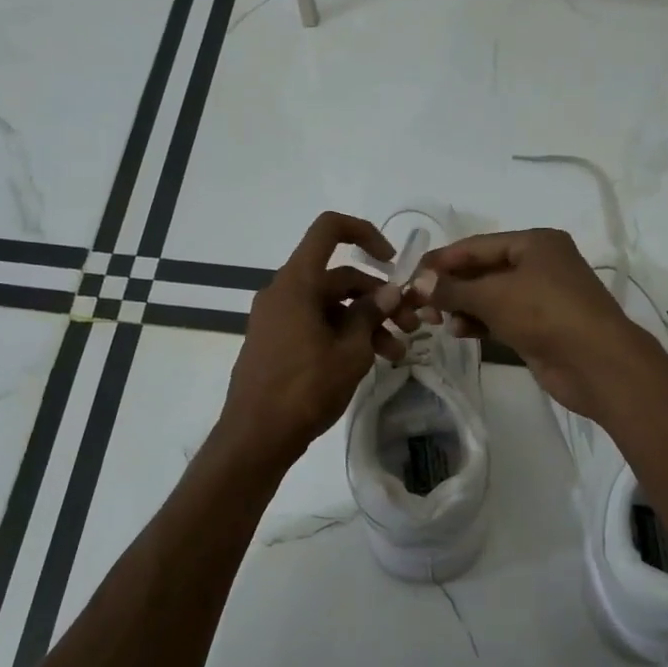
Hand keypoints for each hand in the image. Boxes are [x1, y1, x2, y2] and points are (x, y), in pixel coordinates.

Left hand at [218, 212, 415, 461]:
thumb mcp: (350, 352)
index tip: (392, 262)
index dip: (365, 233)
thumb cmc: (305, 389)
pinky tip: (372, 360)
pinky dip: (344, 334)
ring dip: (366, 322)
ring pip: (331, 305)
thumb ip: (371, 315)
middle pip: (338, 276)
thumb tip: (389, 292)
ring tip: (398, 353)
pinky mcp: (277, 341)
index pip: (329, 230)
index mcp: (297, 283)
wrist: (256, 436)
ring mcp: (278, 318)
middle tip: (411, 324)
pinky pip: (316, 324)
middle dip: (379, 298)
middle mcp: (284, 292)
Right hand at [409, 228, 667, 418]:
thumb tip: (416, 283)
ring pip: (490, 296)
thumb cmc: (546, 314)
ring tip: (434, 319)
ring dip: (462, 306)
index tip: (409, 276)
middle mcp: (539, 264)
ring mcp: (541, 298)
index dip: (441, 260)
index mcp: (535, 242)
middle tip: (418, 303)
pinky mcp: (539, 327)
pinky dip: (479, 322)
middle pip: (483, 270)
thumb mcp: (493, 295)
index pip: (476, 245)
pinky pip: (501, 318)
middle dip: (450, 286)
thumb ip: (452, 288)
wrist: (596, 363)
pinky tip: (457, 331)